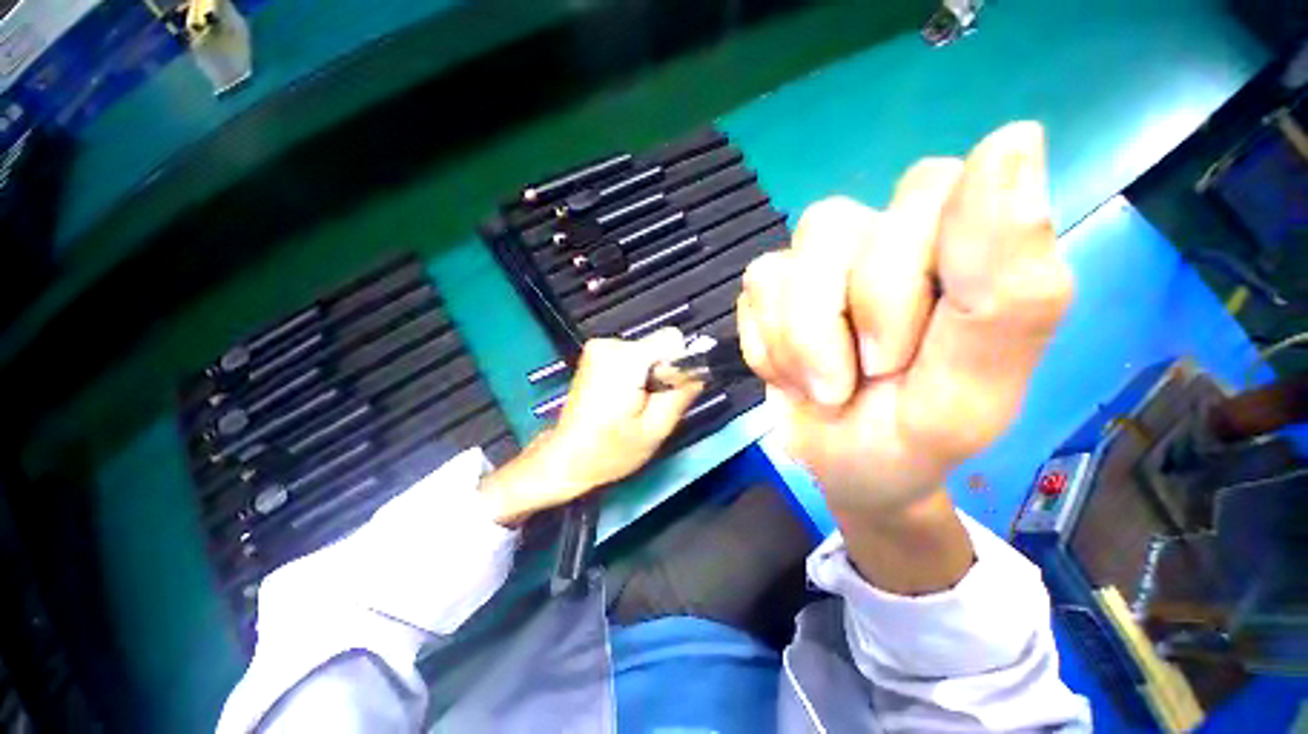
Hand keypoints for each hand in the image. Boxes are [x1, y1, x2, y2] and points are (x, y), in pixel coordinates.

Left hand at [481, 328, 701, 524]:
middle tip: (648, 405)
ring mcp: (598, 346)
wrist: (567, 457)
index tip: (667, 391)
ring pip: (648, 350)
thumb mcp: (656, 429)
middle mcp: (609, 344)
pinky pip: (633, 354)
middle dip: (662, 372)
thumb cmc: (610, 451)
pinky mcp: (595, 353)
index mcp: (624, 361)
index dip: (677, 365)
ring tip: (634, 404)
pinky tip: (623, 397)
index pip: (672, 339)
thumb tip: (701, 369)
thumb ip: (681, 394)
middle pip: (659, 345)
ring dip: (649, 375)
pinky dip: (635, 373)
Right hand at [737, 122, 1071, 525]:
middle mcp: (885, 237)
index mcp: (959, 247)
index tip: (900, 352)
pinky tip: (790, 376)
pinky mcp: (770, 289)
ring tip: (822, 386)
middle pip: (833, 224)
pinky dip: (768, 349)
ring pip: (783, 264)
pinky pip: (753, 297)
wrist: (845, 467)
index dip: (897, 278)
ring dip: (798, 342)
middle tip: (863, 376)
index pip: (926, 188)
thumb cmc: (914, 438)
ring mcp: (818, 262)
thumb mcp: (971, 390)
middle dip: (839, 319)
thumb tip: (1017, 136)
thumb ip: (1008, 288)